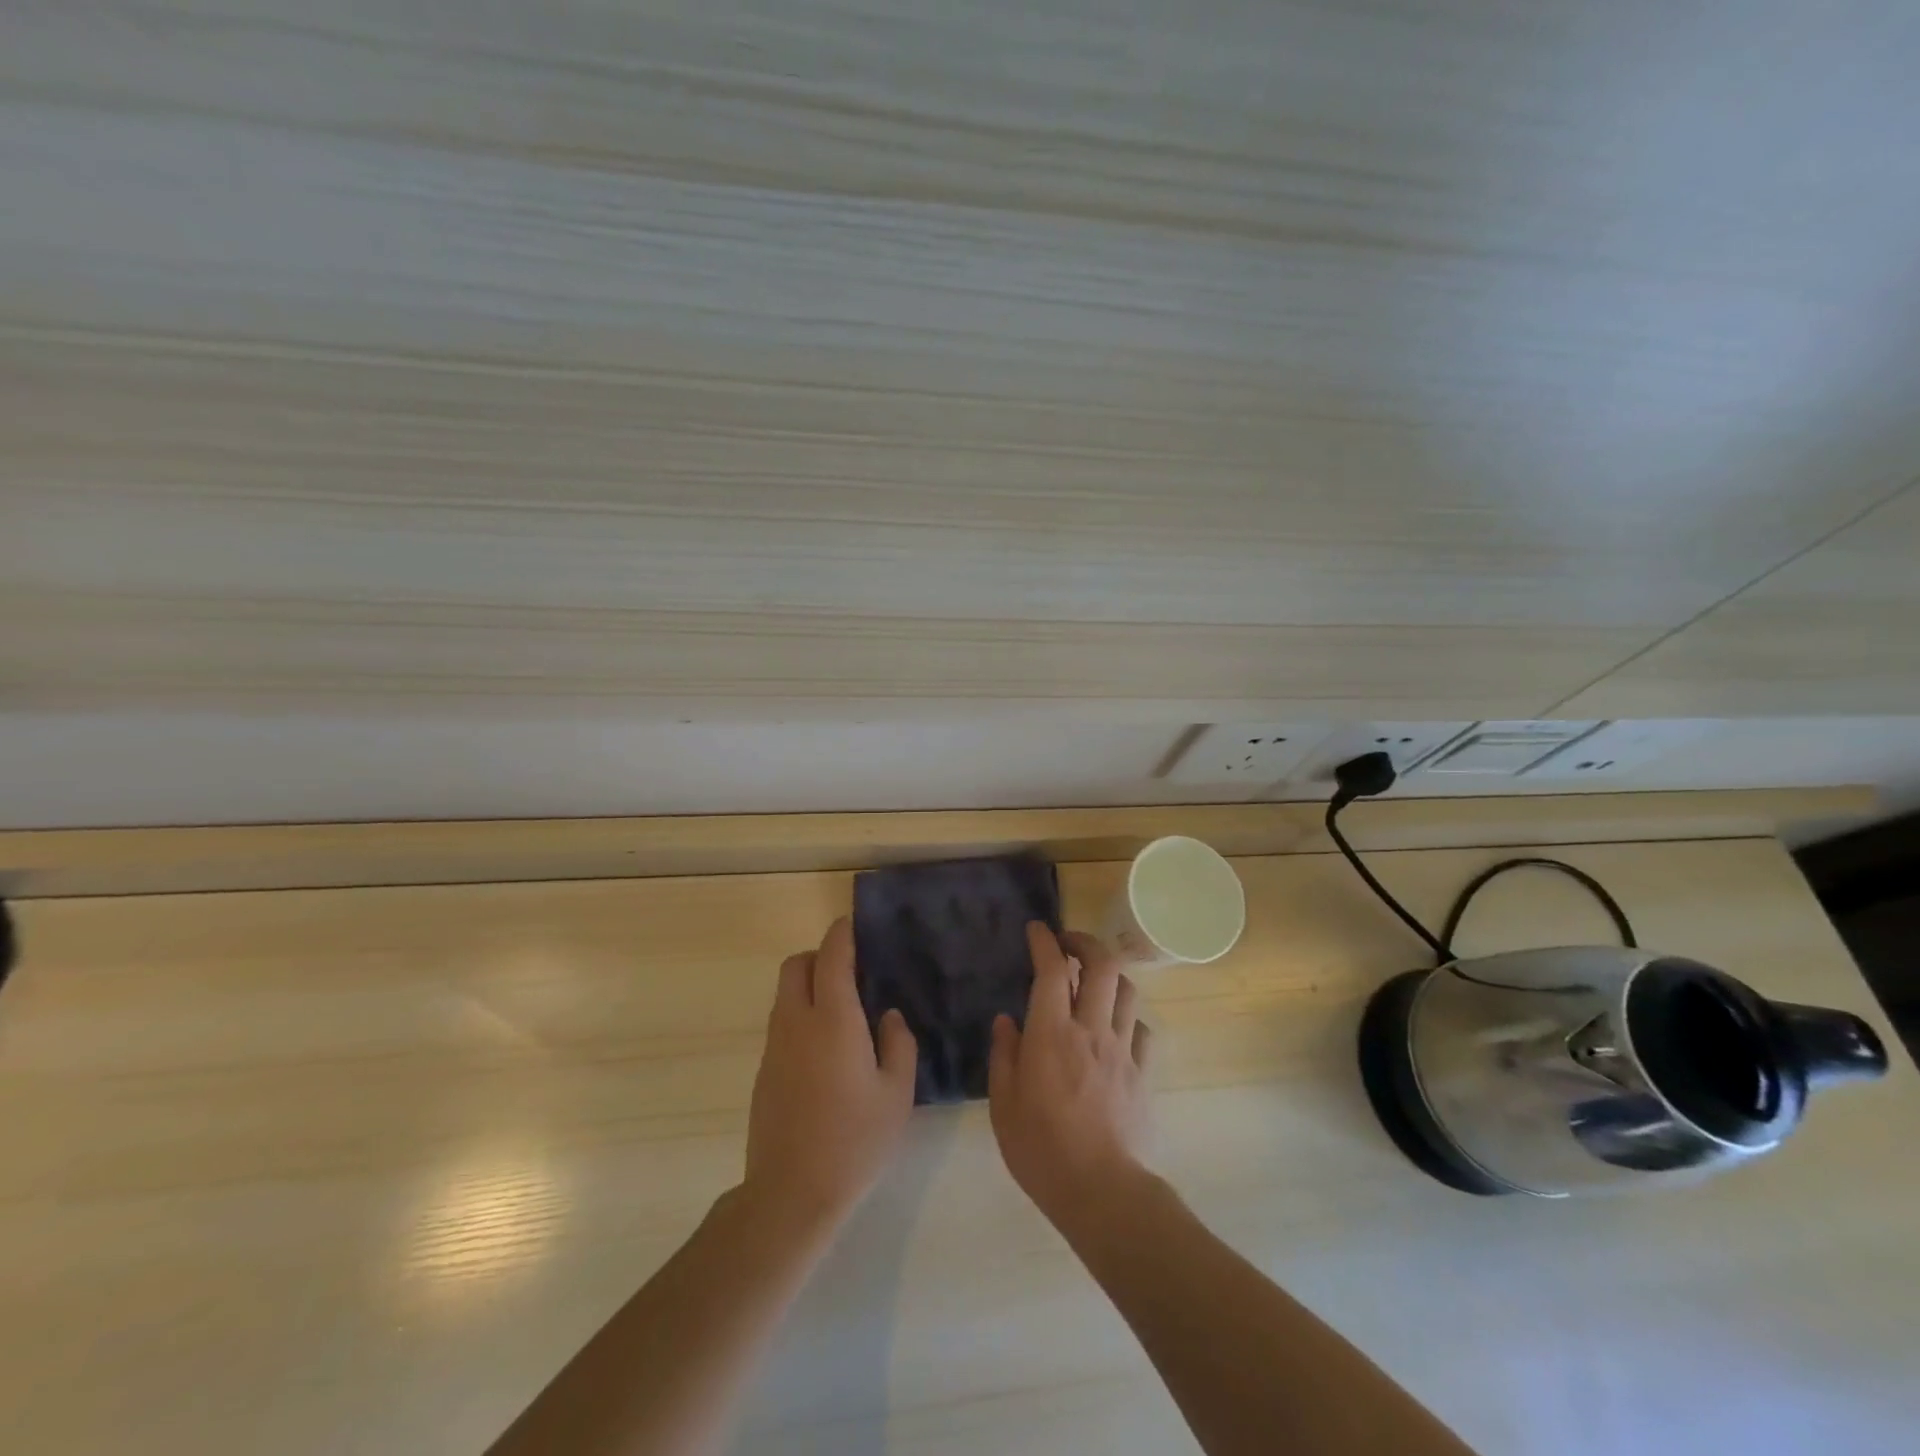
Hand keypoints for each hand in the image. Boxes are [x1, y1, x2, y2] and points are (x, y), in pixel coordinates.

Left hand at [743, 916, 917, 1229]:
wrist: (792, 1193)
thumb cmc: (855, 1141)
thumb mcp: (897, 1093)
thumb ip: (899, 1044)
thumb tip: (887, 1016)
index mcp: (833, 1020)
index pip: (831, 958)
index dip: (841, 935)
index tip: (852, 924)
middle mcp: (797, 1023)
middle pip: (795, 966)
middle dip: (818, 955)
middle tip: (849, 972)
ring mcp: (775, 1047)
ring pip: (784, 994)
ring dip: (807, 985)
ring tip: (841, 1011)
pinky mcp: (764, 1071)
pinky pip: (781, 1023)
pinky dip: (799, 1015)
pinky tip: (824, 1050)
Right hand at [989, 924, 1153, 1229]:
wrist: (1103, 1192)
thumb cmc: (1042, 1149)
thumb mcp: (1004, 1105)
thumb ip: (1004, 1055)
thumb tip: (1007, 1021)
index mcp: (1051, 1034)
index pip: (1051, 970)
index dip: (1044, 941)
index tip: (1037, 929)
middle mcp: (1090, 1030)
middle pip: (1102, 965)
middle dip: (1086, 942)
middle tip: (1069, 944)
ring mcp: (1122, 1049)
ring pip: (1126, 990)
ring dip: (1109, 976)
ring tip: (1092, 982)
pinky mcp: (1142, 1073)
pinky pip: (1141, 1030)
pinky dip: (1127, 1018)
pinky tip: (1114, 1030)